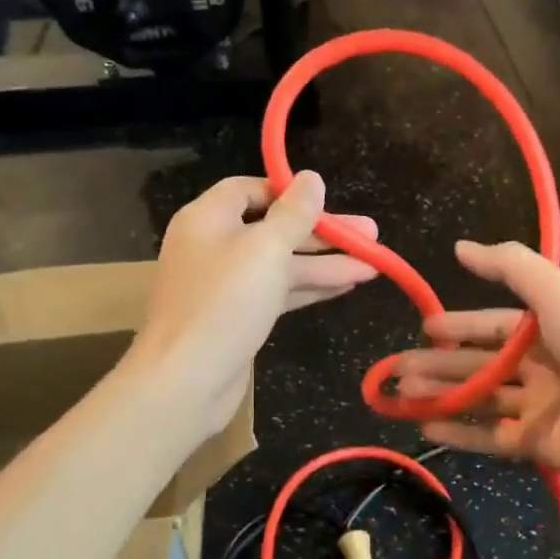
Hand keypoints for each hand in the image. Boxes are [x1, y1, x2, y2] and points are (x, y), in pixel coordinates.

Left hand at [131, 173, 377, 433]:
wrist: (186, 380)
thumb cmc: (224, 304)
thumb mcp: (266, 250)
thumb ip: (293, 214)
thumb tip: (311, 178)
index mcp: (208, 219)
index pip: (250, 189)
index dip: (289, 193)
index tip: (327, 202)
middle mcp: (214, 245)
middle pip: (274, 228)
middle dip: (323, 233)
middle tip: (372, 234)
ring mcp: (225, 284)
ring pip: (281, 263)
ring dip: (325, 263)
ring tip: (373, 265)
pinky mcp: (237, 316)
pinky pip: (278, 291)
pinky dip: (309, 287)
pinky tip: (346, 286)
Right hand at [394, 240, 559, 493]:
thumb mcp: (558, 293)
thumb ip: (510, 267)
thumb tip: (460, 247)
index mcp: (546, 327)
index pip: (491, 323)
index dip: (457, 324)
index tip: (422, 328)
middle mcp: (540, 365)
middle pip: (478, 363)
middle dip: (438, 364)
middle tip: (395, 370)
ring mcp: (539, 407)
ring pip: (478, 399)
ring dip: (440, 396)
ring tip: (400, 395)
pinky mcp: (538, 446)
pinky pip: (489, 438)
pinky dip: (458, 435)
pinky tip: (425, 431)